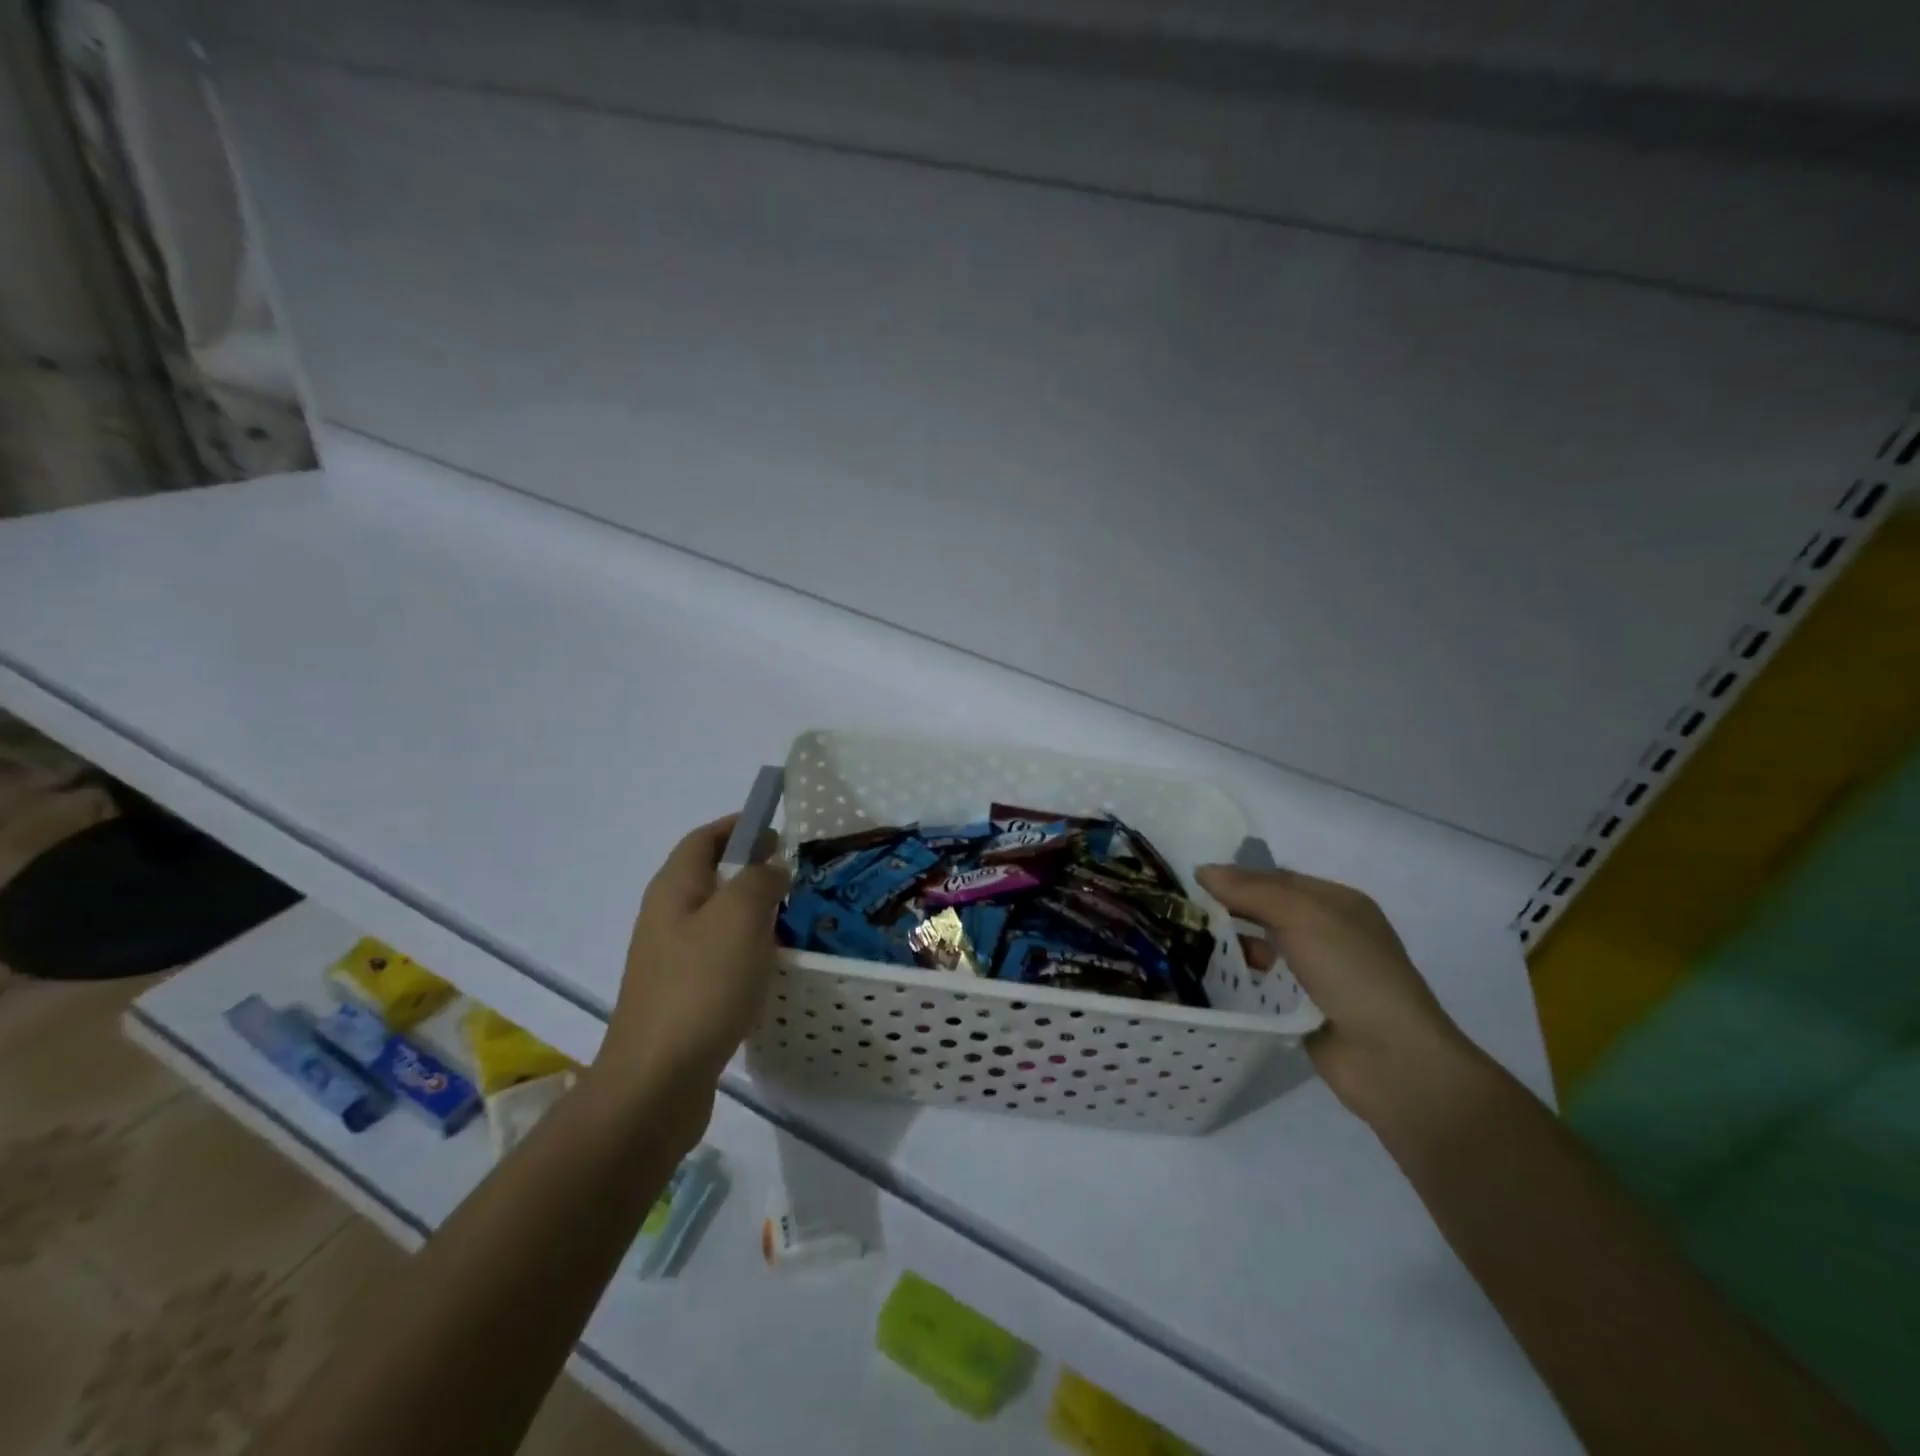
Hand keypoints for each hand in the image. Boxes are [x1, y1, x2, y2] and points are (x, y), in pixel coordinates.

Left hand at [594, 817, 790, 1126]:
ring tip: (792, 917)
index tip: (777, 828)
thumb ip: (760, 879)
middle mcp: (666, 918)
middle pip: (709, 877)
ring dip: (752, 911)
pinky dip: (747, 948)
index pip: (703, 839)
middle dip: (750, 868)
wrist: (657, 1080)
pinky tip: (771, 966)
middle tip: (794, 874)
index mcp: (674, 889)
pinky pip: (719, 956)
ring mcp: (671, 960)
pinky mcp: (682, 996)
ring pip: (717, 918)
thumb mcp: (739, 917)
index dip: (738, 825)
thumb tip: (771, 867)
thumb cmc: (701, 985)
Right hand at [1195, 863, 1482, 1125]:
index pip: (1277, 879)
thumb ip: (1251, 891)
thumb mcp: (1301, 915)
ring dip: (1233, 946)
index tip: (1192, 883)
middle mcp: (1329, 933)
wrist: (1390, 1058)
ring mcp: (1318, 974)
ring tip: (1186, 944)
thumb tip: (1203, 870)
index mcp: (1337, 903)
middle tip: (1184, 913)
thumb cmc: (1351, 971)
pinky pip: (1265, 984)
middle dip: (1231, 910)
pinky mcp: (1304, 1009)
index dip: (1238, 878)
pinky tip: (1209, 978)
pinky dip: (1242, 980)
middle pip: (1269, 912)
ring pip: (1264, 949)